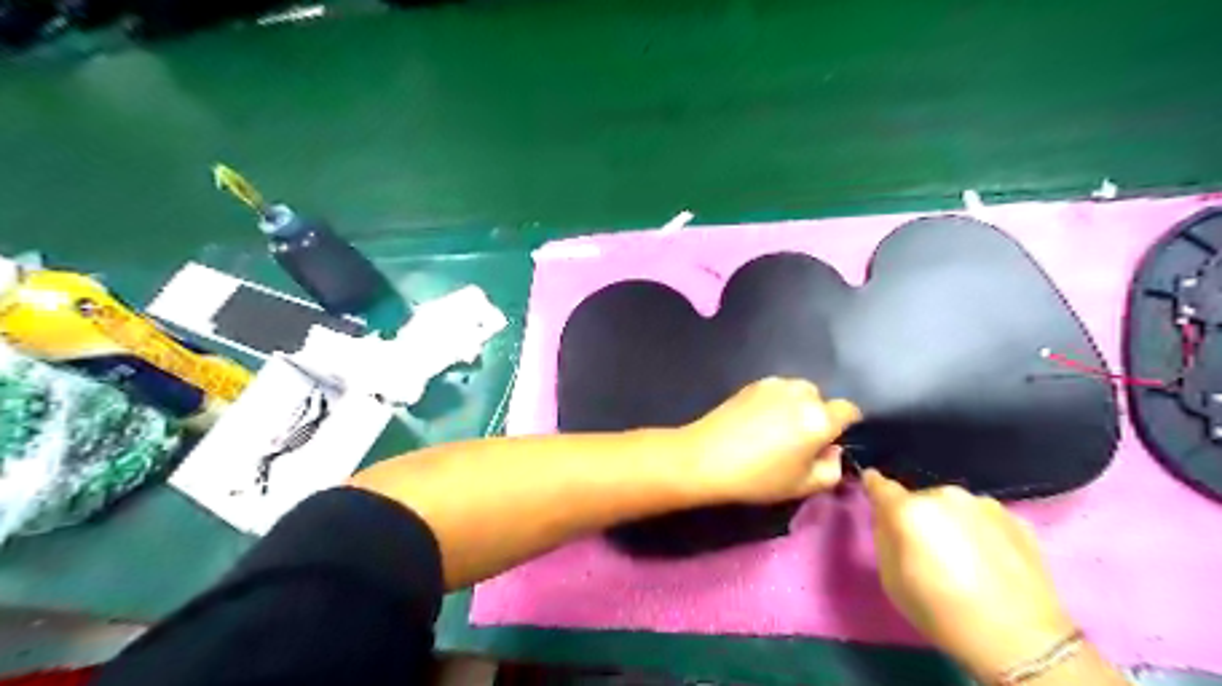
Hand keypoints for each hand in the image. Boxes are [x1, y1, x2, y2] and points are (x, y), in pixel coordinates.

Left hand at [677, 375, 856, 502]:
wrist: (705, 457)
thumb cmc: (758, 478)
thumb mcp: (802, 486)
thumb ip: (831, 469)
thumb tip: (832, 450)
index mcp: (819, 418)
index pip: (848, 410)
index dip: (845, 424)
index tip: (830, 441)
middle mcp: (801, 394)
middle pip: (821, 399)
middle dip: (818, 415)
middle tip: (799, 441)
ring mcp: (775, 384)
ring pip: (799, 391)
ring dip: (797, 406)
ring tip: (777, 430)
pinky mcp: (753, 383)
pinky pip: (777, 390)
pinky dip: (776, 401)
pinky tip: (758, 422)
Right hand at [856, 468, 1077, 678]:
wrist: (1022, 640)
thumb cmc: (943, 612)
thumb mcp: (892, 580)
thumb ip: (885, 539)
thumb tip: (889, 521)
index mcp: (909, 510)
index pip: (881, 486)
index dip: (874, 486)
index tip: (871, 485)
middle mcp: (945, 496)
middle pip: (919, 499)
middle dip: (917, 516)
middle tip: (926, 547)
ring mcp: (984, 504)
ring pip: (953, 507)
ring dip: (949, 522)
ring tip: (963, 556)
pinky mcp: (1016, 518)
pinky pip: (982, 518)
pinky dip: (979, 531)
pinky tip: (989, 560)